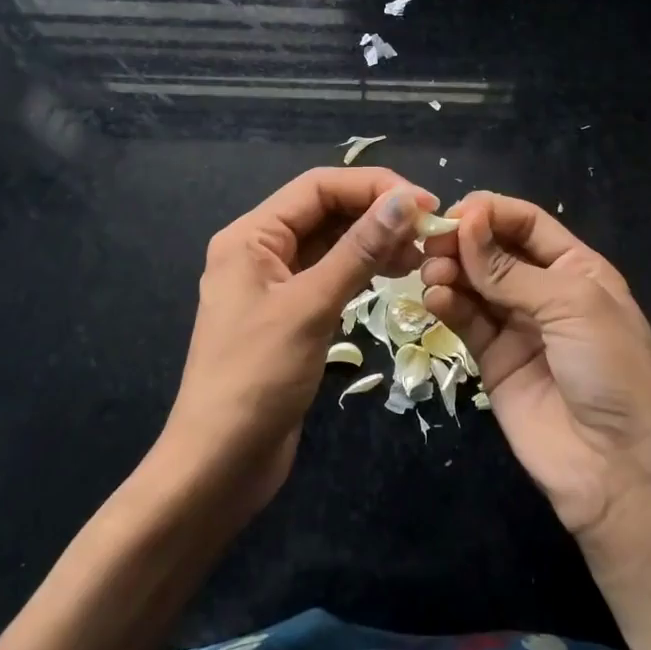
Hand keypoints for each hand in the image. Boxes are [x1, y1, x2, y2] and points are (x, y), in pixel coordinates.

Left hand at [166, 167, 435, 512]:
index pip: (319, 186)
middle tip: (430, 233)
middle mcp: (259, 249)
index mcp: (251, 235)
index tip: (426, 204)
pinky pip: (330, 275)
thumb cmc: (258, 378)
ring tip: (420, 256)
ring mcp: (274, 283)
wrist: (219, 463)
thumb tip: (406, 200)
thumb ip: (359, 249)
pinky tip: (394, 276)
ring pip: (331, 243)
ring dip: (374, 242)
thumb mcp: (312, 306)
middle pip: (325, 210)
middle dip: (377, 214)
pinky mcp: (289, 314)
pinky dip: (362, 271)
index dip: (374, 187)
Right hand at [420, 194, 650, 539]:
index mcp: (576, 269)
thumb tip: (466, 222)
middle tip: (433, 244)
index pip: (527, 224)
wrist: (615, 466)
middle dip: (464, 241)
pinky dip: (447, 304)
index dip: (491, 213)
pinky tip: (435, 299)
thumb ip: (511, 269)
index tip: (455, 213)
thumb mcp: (571, 305)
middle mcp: (544, 291)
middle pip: (494, 250)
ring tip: (431, 272)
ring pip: (474, 283)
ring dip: (450, 270)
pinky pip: (465, 320)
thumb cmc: (610, 370)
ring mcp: (516, 326)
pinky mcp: (492, 358)